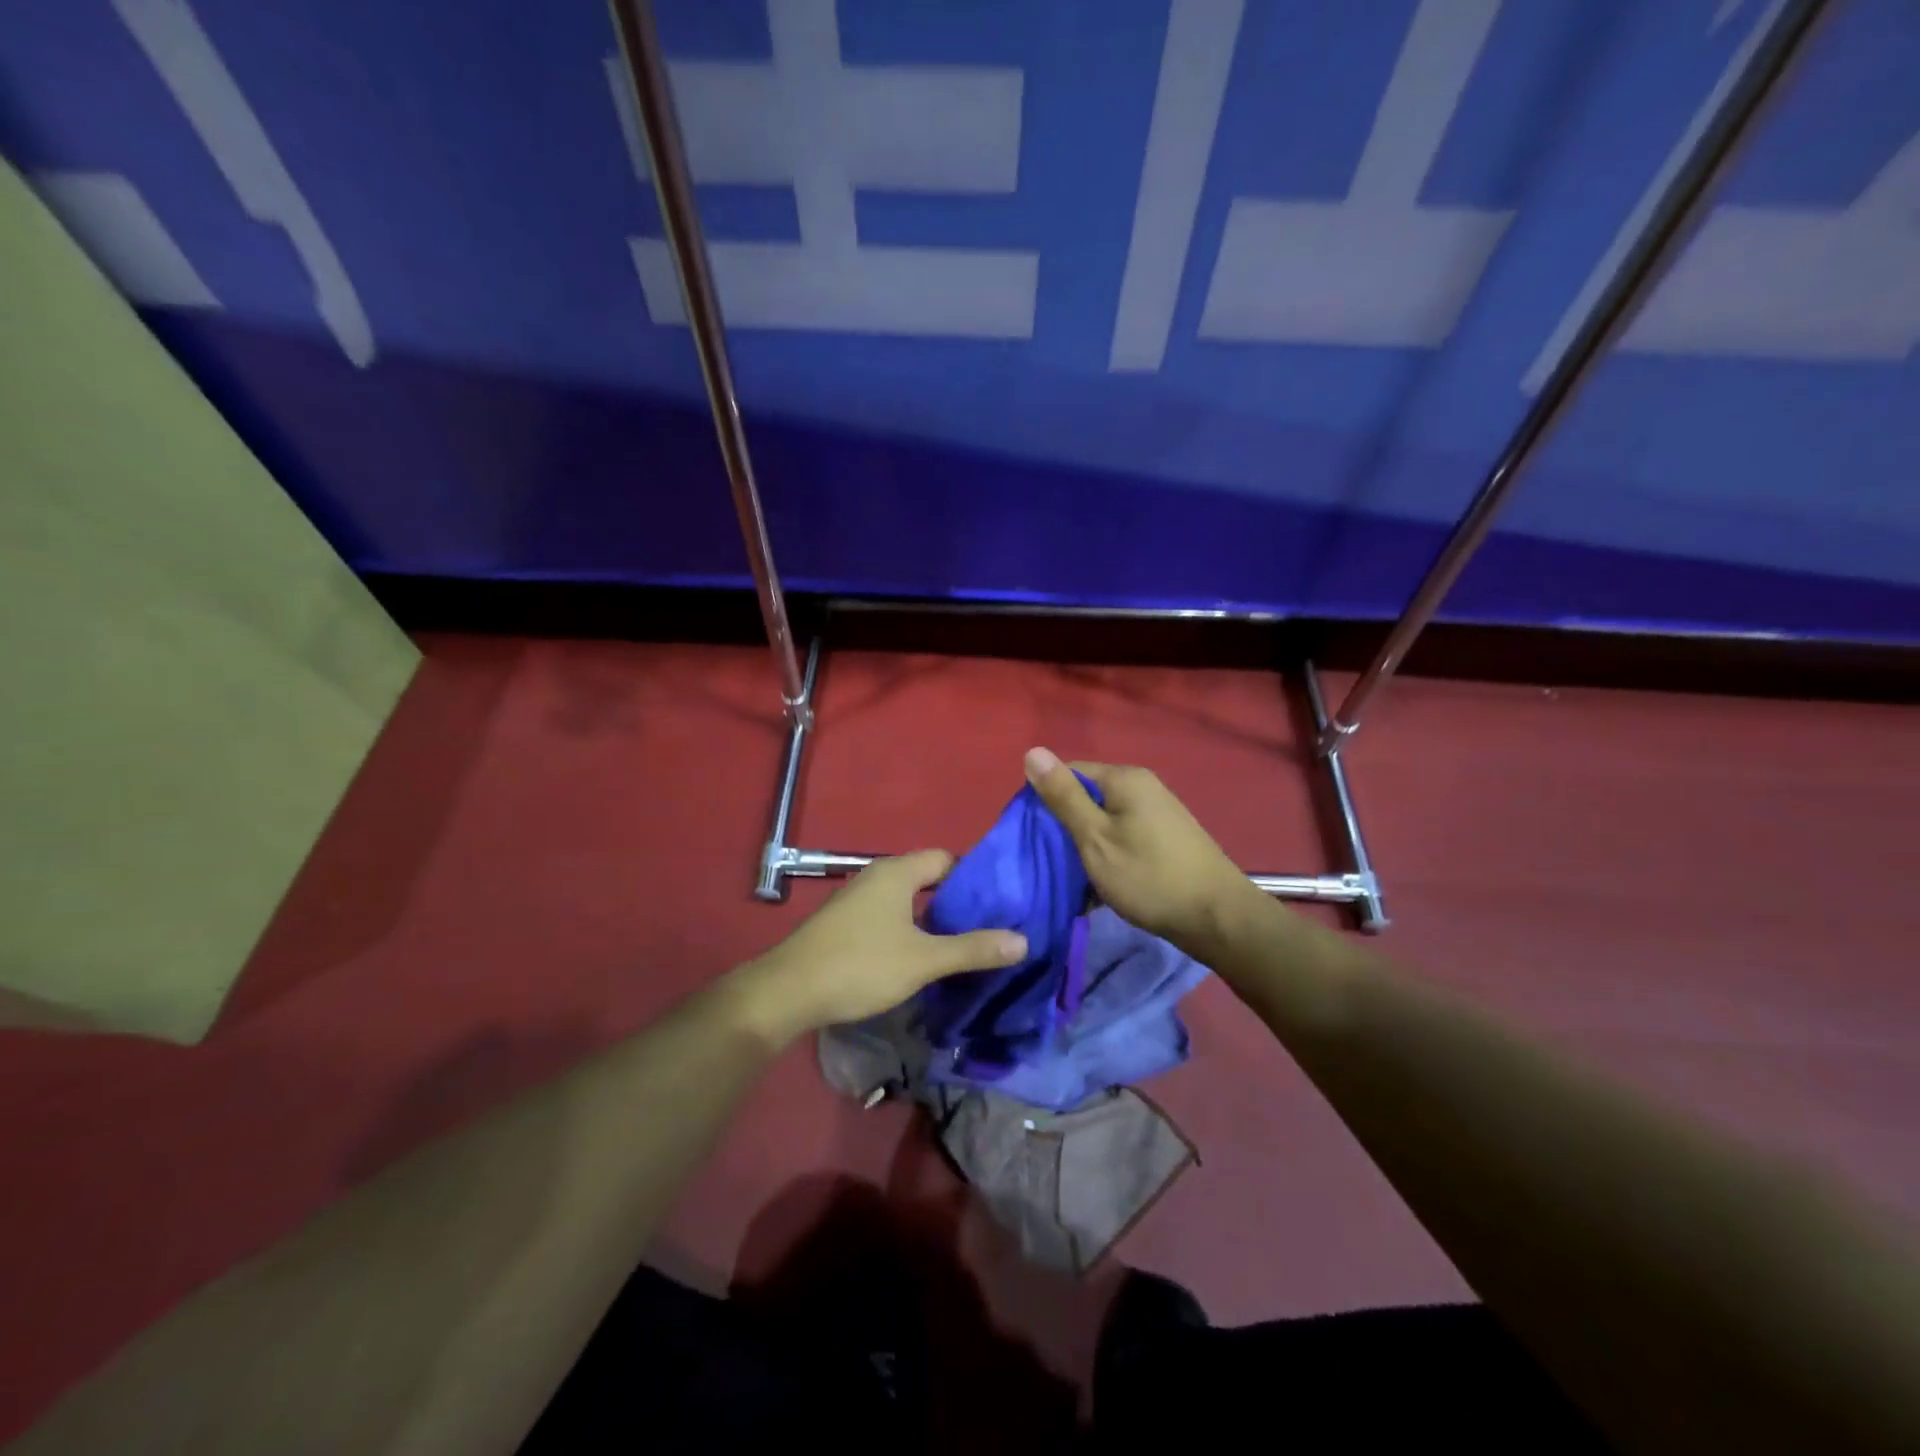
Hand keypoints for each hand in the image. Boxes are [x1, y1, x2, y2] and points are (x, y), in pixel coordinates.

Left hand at [731, 851, 1027, 1044]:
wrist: (788, 992)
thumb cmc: (860, 965)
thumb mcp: (923, 959)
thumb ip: (972, 949)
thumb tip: (1023, 940)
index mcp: (897, 872)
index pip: (946, 859)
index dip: (975, 876)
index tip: (1002, 901)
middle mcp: (877, 877)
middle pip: (928, 879)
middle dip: (958, 901)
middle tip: (991, 925)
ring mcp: (857, 900)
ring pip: (908, 901)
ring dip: (934, 919)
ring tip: (965, 944)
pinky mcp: (846, 924)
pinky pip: (889, 917)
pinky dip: (911, 930)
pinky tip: (923, 957)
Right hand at [1023, 747, 1258, 952]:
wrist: (1216, 918)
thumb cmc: (1148, 876)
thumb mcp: (1095, 837)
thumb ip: (1063, 797)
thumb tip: (1033, 751)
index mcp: (1124, 779)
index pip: (1068, 772)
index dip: (1045, 800)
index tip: (1033, 836)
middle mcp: (1143, 787)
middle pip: (1087, 797)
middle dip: (1066, 828)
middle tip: (1051, 862)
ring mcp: (1158, 812)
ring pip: (1104, 821)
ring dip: (1086, 847)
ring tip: (1074, 879)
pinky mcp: (1166, 838)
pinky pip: (1123, 838)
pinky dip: (1108, 857)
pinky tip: (1102, 886)